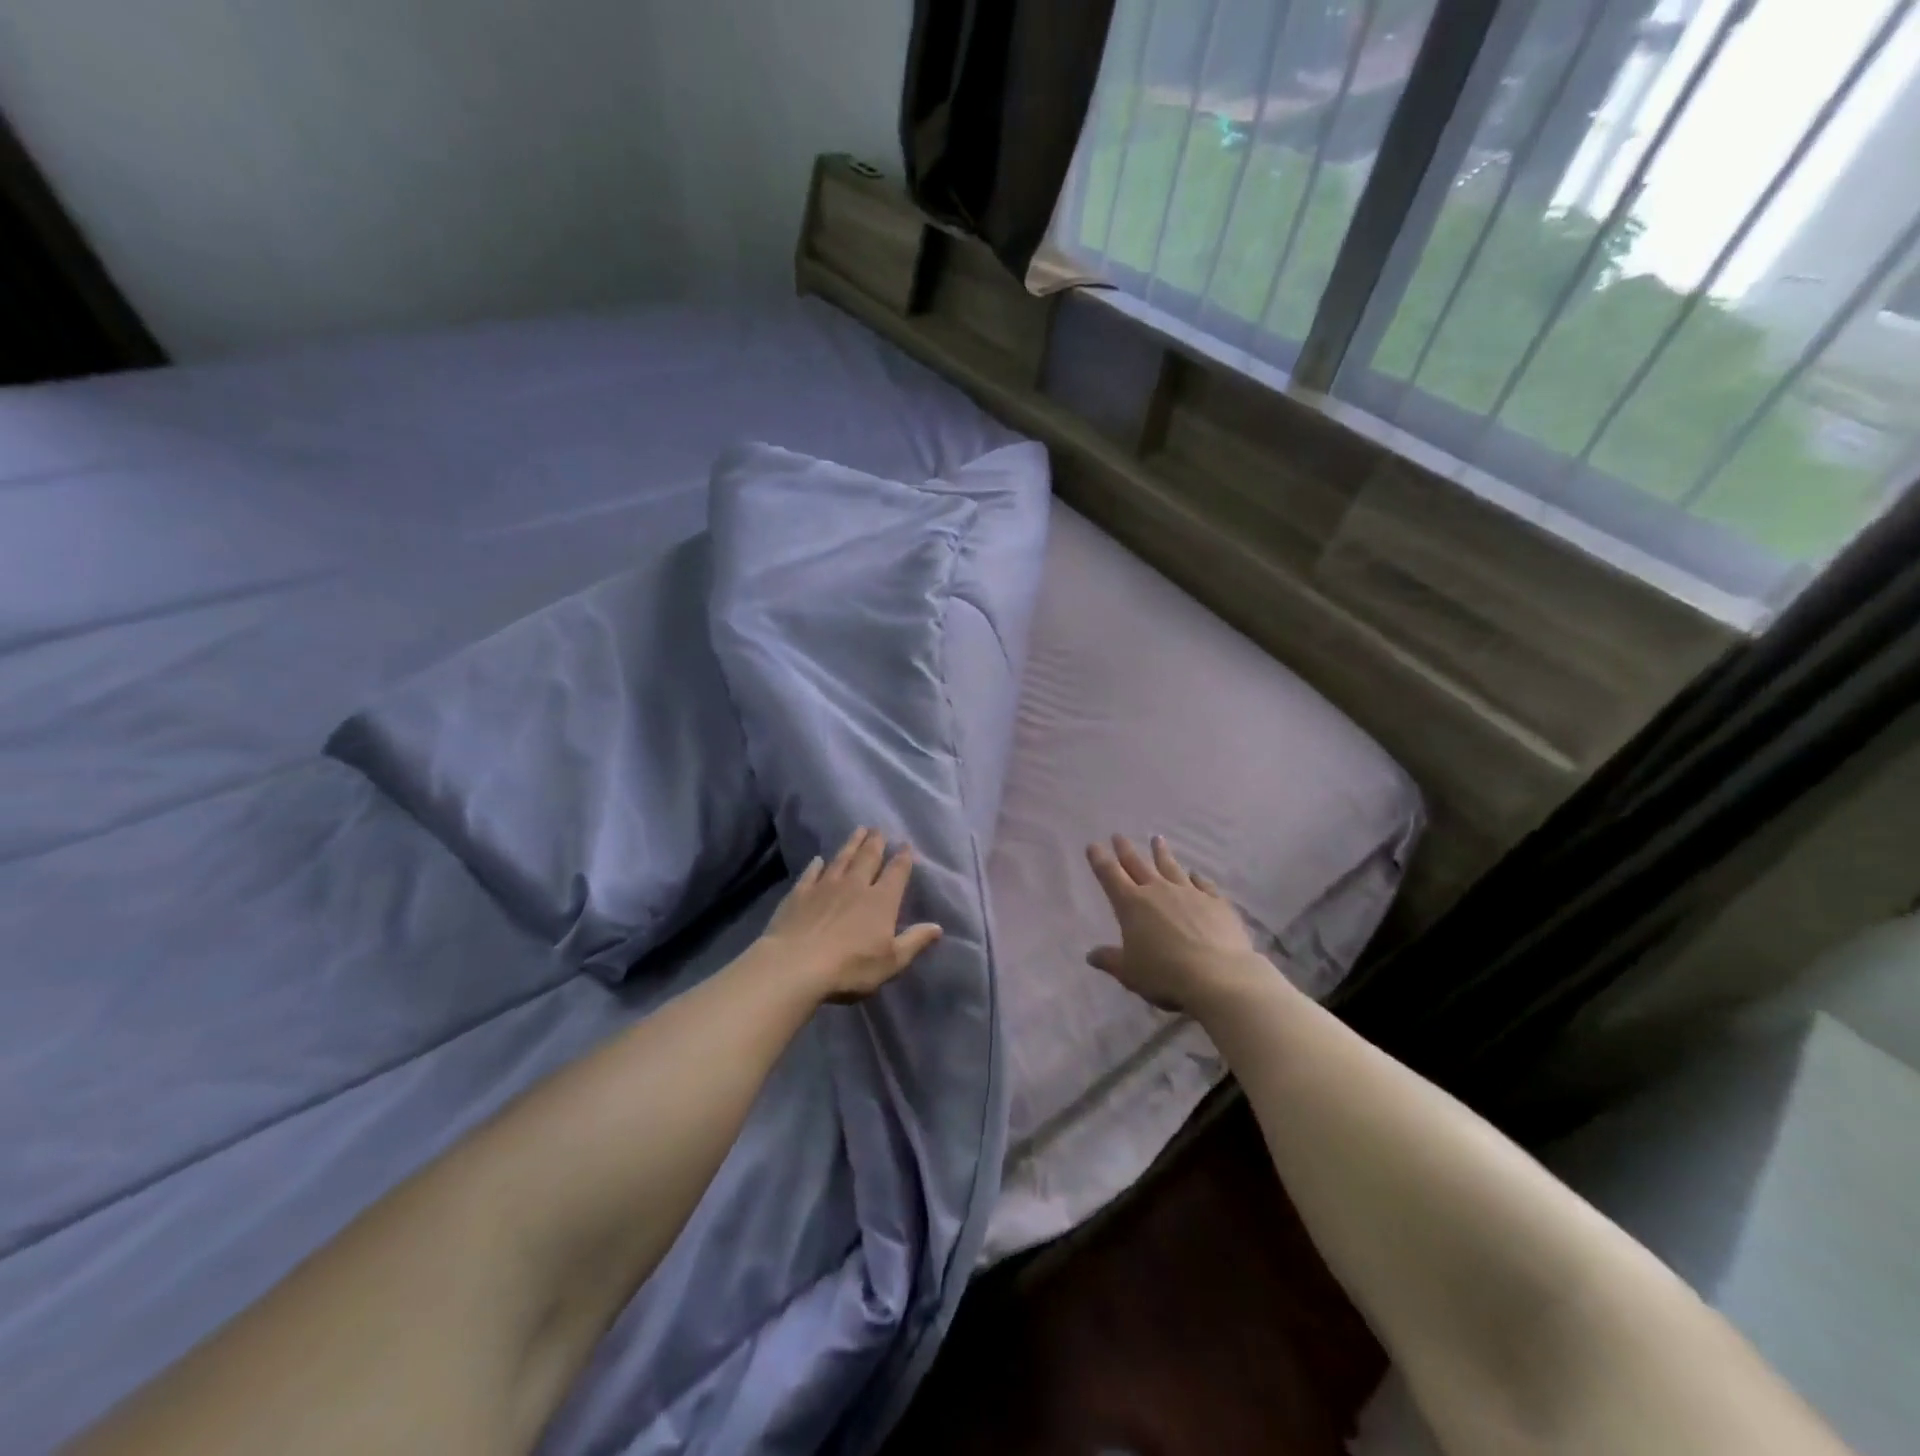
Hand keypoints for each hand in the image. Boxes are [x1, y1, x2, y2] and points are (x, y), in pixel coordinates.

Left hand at [762, 827, 942, 1000]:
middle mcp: (855, 885)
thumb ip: (914, 941)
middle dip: (876, 843)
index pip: (896, 873)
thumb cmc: (850, 967)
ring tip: (858, 830)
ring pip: (842, 859)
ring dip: (851, 844)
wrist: (796, 966)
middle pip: (868, 858)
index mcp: (881, 901)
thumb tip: (938, 927)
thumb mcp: (891, 961)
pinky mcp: (799, 894)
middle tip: (879, 829)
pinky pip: (811, 873)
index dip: (903, 858)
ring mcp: (825, 886)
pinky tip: (818, 859)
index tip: (905, 845)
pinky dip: (816, 865)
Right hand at [1085, 834, 1263, 1014]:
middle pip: (1138, 865)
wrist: (1219, 977)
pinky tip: (1195, 873)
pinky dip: (1197, 877)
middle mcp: (1158, 891)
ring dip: (1162, 853)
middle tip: (1118, 836)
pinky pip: (1203, 884)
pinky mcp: (1216, 902)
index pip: (1110, 876)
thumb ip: (1110, 960)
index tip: (1093, 845)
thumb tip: (1091, 955)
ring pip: (1171, 867)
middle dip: (1126, 850)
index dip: (1100, 860)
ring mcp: (1189, 893)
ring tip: (1157, 839)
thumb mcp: (1129, 973)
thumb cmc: (1165, 975)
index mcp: (1131, 905)